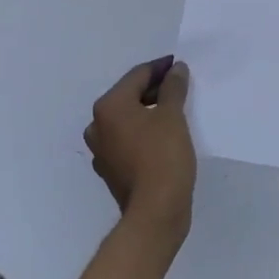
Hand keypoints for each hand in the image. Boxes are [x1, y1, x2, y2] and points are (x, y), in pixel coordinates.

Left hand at [85, 57, 196, 251]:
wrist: (155, 213)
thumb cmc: (163, 156)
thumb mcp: (172, 115)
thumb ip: (173, 87)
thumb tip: (175, 69)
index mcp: (109, 106)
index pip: (137, 76)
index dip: (161, 68)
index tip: (180, 65)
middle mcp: (98, 125)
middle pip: (129, 96)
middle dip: (155, 90)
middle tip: (181, 87)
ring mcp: (101, 150)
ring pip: (128, 120)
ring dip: (148, 112)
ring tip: (175, 111)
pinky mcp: (111, 170)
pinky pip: (128, 141)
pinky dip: (143, 134)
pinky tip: (163, 138)